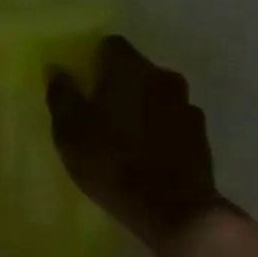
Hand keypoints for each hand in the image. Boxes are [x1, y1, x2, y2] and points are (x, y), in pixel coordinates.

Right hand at [46, 35, 223, 246]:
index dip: (93, 58)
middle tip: (96, 108)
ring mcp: (186, 105)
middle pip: (134, 68)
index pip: (110, 44)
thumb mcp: (70, 133)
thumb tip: (57, 69)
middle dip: (116, 82)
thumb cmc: (113, 165)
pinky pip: (171, 117)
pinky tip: (145, 150)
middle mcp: (162, 77)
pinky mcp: (200, 133)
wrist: (176, 211)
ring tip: (122, 132)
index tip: (81, 80)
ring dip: (140, 104)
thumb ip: (62, 96)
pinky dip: (158, 126)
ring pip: (155, 93)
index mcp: (129, 70)